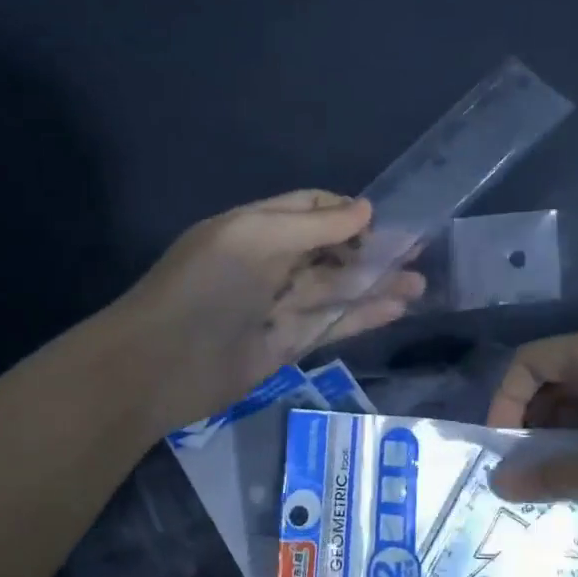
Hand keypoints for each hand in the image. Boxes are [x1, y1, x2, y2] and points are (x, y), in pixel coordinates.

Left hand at [110, 190, 425, 433]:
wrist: (158, 367)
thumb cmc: (203, 289)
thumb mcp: (253, 240)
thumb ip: (312, 226)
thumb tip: (365, 209)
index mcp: (255, 228)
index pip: (309, 209)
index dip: (346, 212)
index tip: (384, 220)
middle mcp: (270, 263)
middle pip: (329, 250)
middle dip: (370, 249)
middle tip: (417, 250)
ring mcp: (279, 306)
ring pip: (336, 289)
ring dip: (376, 284)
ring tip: (419, 282)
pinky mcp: (288, 345)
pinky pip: (332, 325)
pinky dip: (363, 316)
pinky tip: (397, 309)